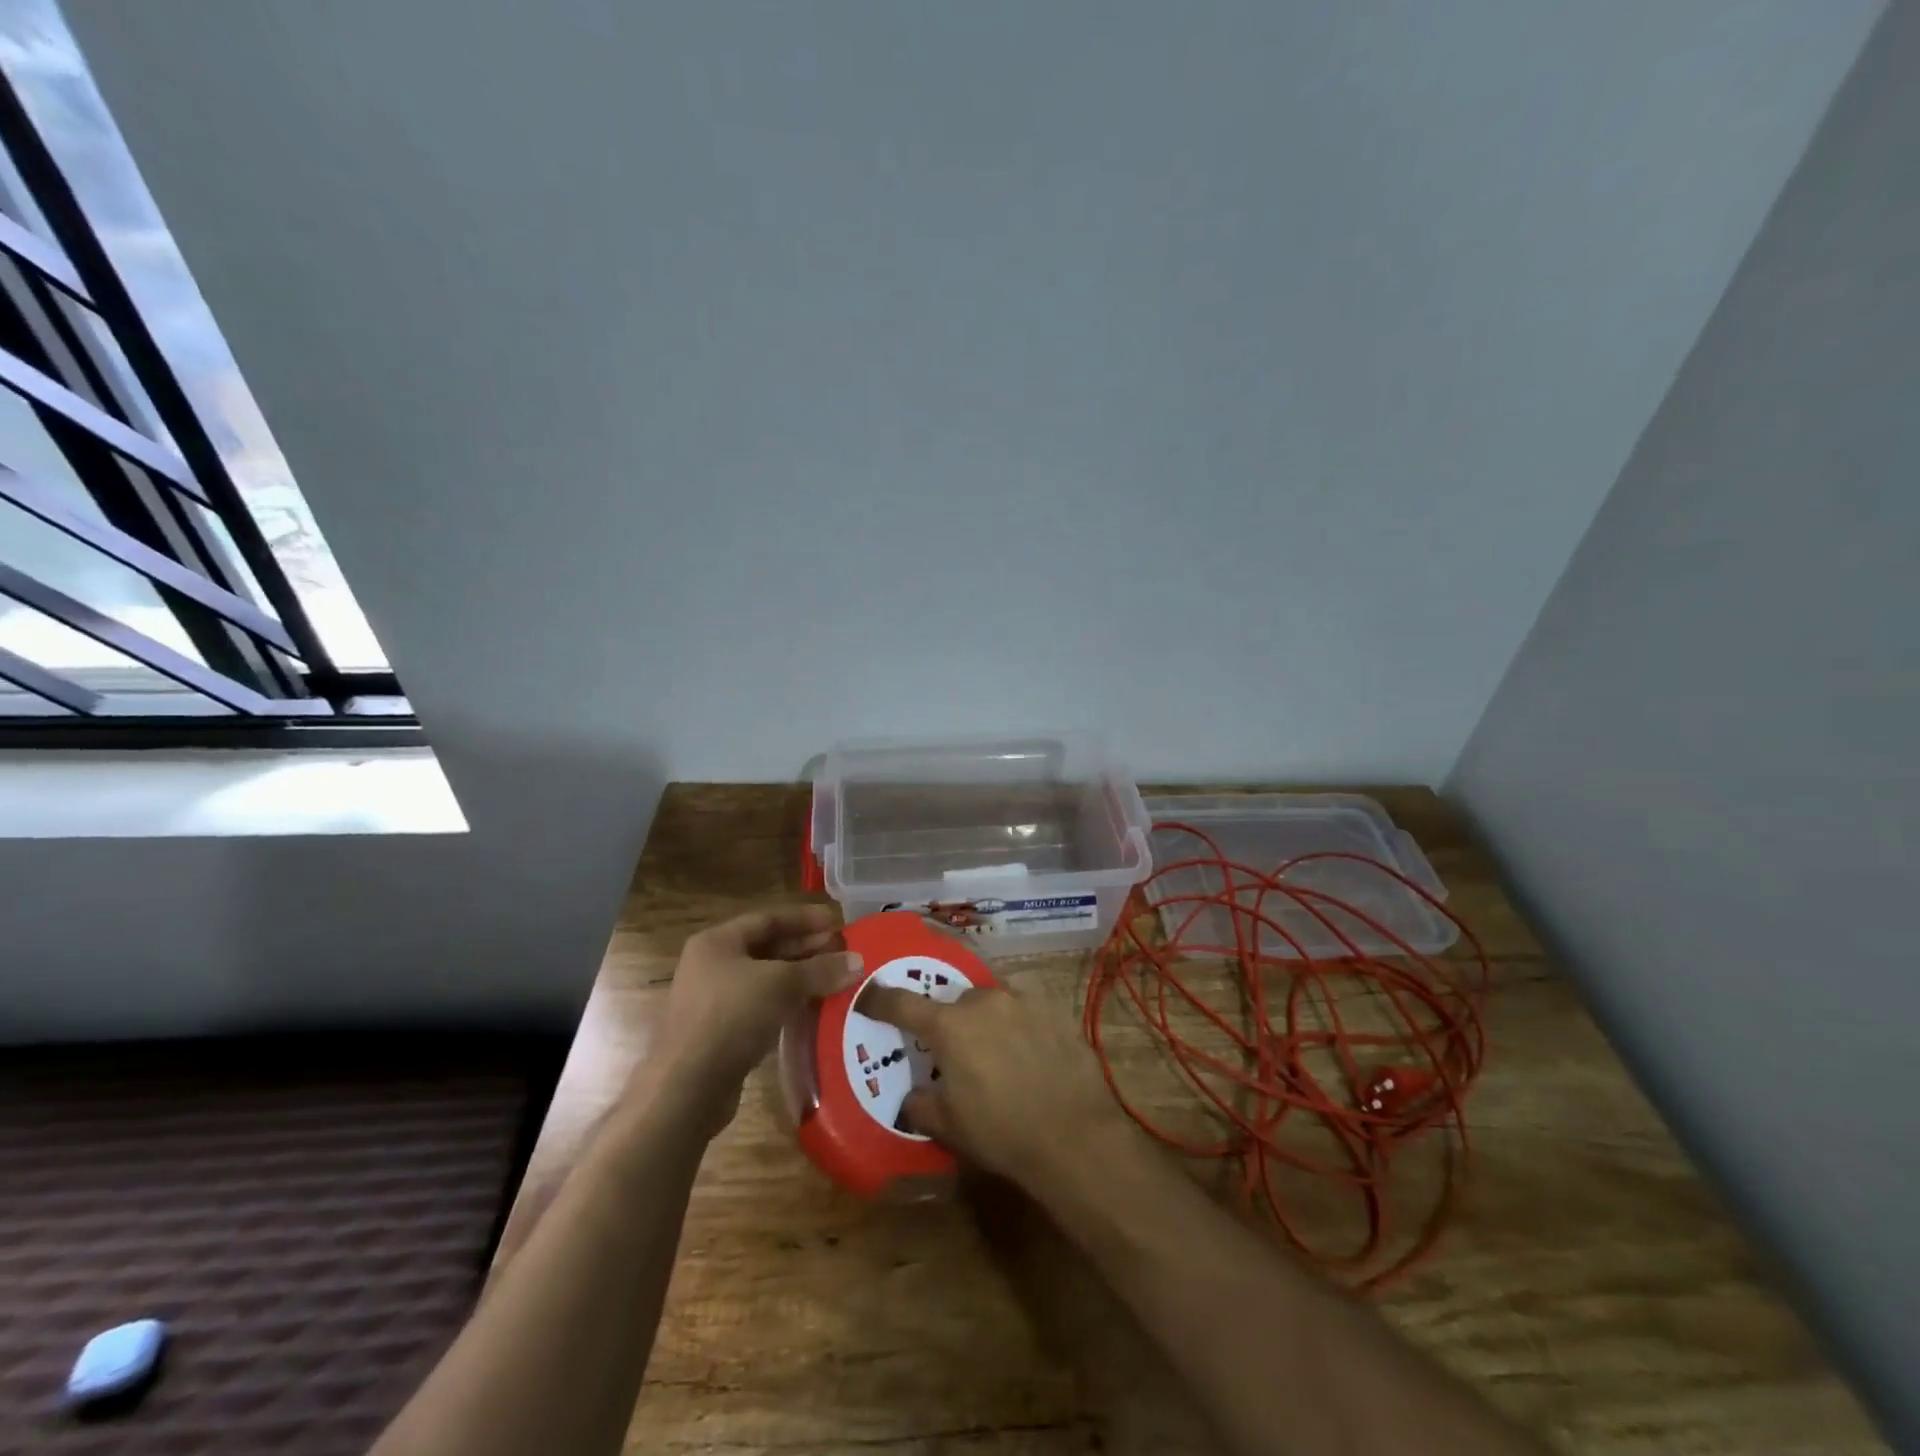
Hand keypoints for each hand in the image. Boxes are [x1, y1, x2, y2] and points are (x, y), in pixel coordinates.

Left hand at [655, 905, 861, 1118]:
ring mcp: (710, 1002)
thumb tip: (858, 961)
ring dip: (798, 978)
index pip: (767, 919)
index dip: (804, 919)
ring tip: (832, 979)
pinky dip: (784, 1004)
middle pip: (765, 949)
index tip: (835, 922)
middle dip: (805, 949)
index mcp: (717, 942)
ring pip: (763, 981)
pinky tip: (810, 1010)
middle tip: (840, 951)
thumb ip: (821, 970)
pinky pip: (758, 1008)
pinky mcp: (717, 1034)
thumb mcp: (782, 984)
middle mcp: (710, 966)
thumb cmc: (733, 1017)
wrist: (687, 1088)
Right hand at [857, 982, 1127, 1187]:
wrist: (1074, 1134)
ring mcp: (1022, 1001)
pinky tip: (1028, 1053)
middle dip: (949, 1021)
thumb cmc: (1001, 1132)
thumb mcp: (949, 1126)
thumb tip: (911, 1098)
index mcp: (949, 1026)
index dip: (881, 1000)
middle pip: (954, 1001)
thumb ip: (920, 1104)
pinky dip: (1017, 1025)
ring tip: (995, 1052)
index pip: (903, 1004)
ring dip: (985, 1019)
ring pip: (991, 1001)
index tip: (869, 998)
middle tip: (954, 1051)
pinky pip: (1024, 1009)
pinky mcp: (1053, 1010)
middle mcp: (982, 1001)